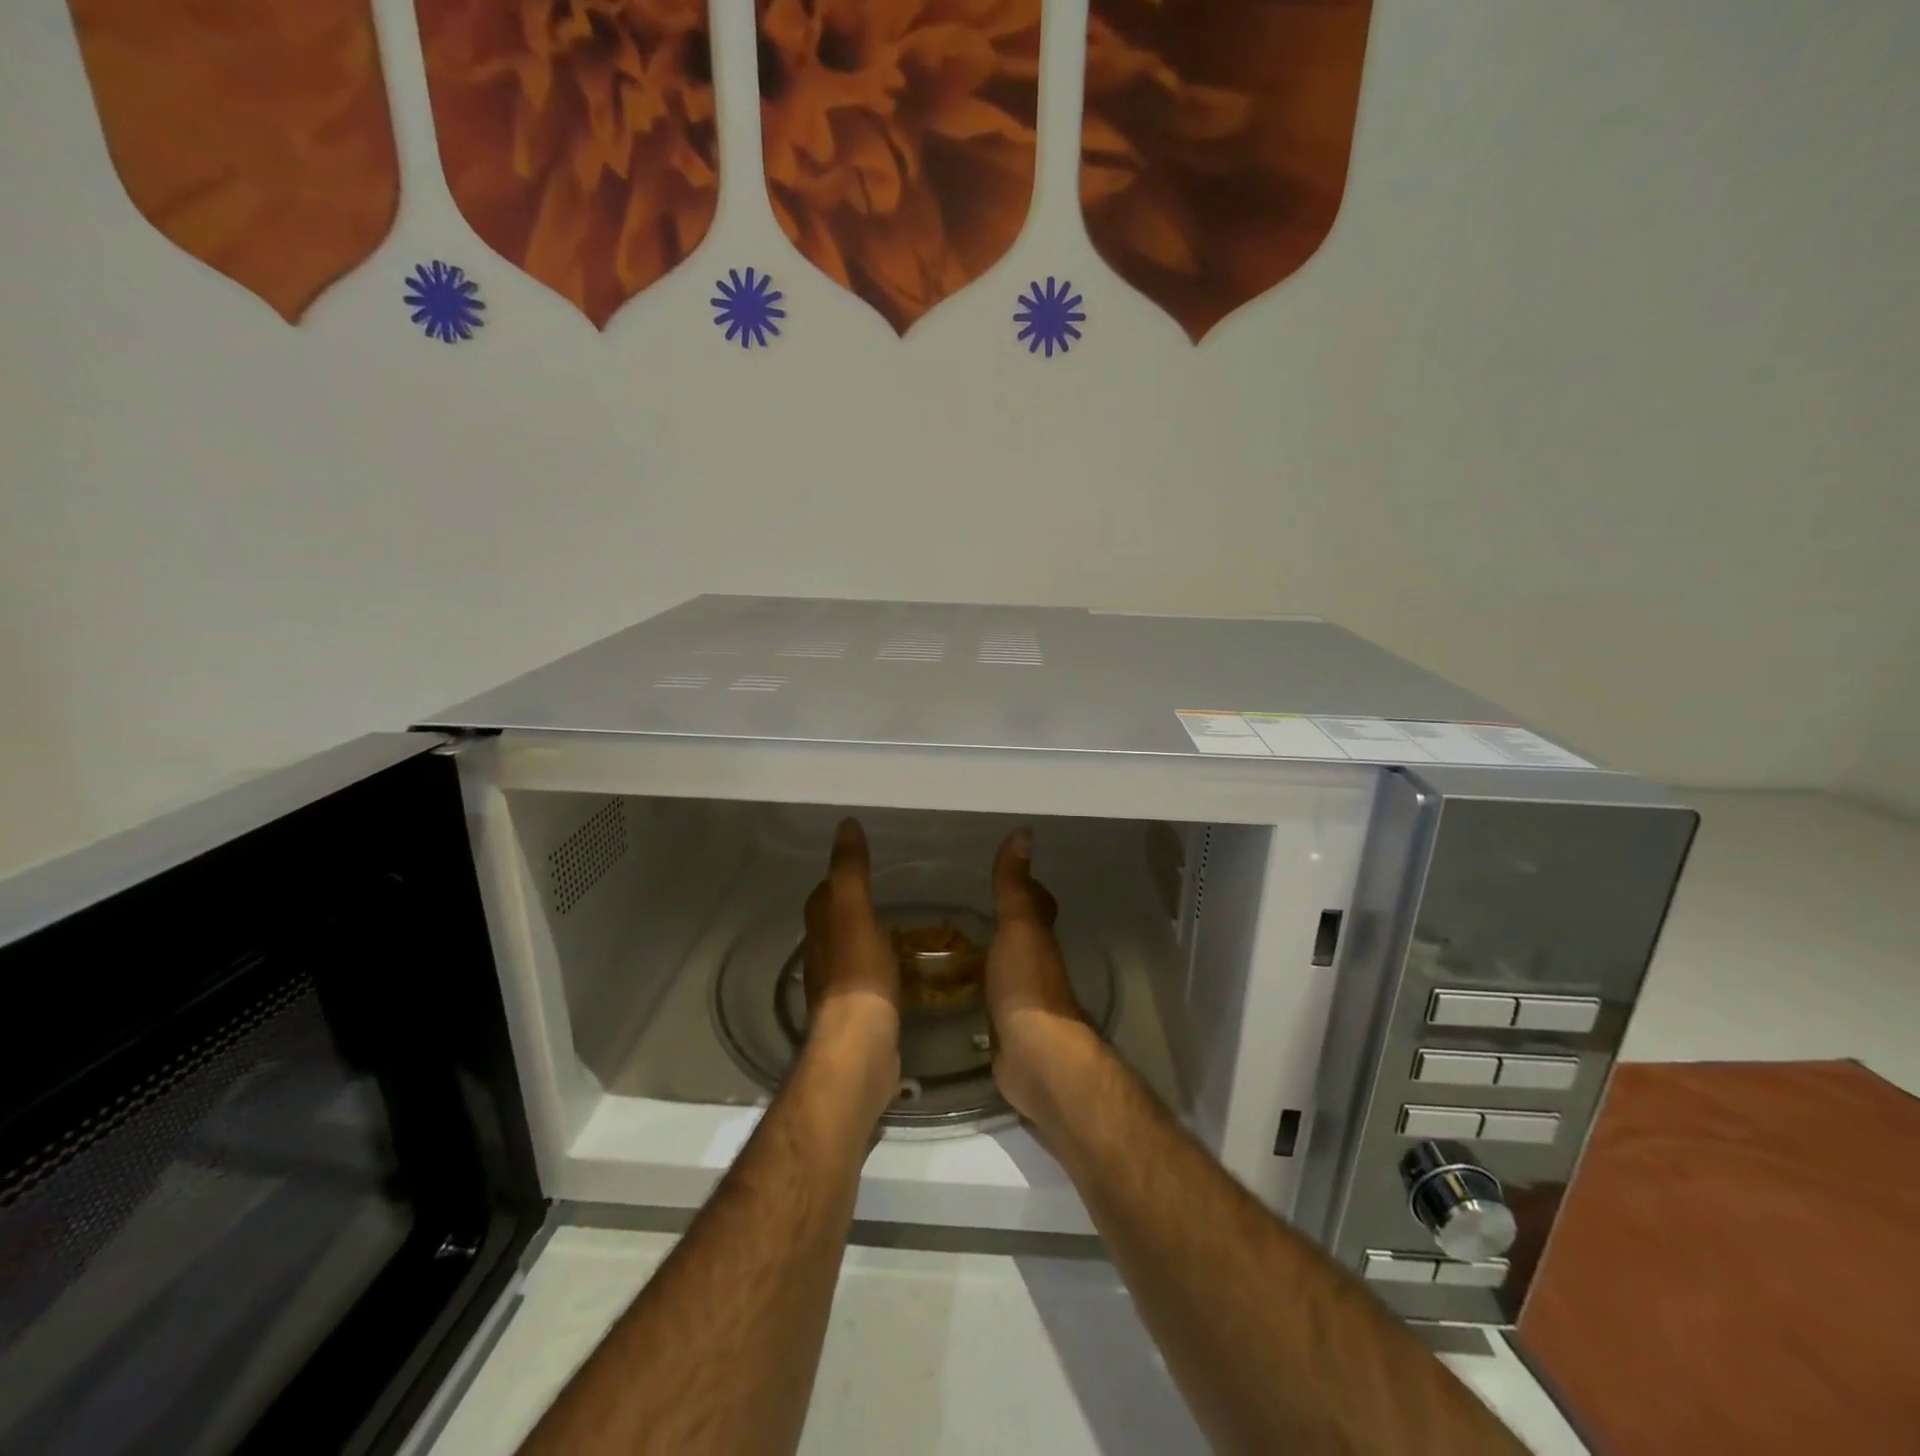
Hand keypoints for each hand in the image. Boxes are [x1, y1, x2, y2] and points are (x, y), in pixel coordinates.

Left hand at [800, 819, 901, 1120]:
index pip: (823, 896)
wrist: (860, 1046)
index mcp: (820, 930)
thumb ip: (850, 871)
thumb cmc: (859, 974)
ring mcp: (837, 989)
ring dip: (862, 938)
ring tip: (891, 928)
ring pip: (847, 952)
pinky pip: (865, 980)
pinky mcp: (855, 1015)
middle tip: (880, 893)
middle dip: (848, 908)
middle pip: (831, 924)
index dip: (837, 879)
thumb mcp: (855, 912)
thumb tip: (846, 825)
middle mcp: (822, 957)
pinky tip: (896, 970)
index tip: (859, 864)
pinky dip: (876, 967)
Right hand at [985, 829, 1102, 1122]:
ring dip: (990, 957)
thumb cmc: (1026, 984)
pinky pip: (992, 1002)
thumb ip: (1014, 885)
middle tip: (968, 909)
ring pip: (1008, 968)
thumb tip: (1024, 832)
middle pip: (1025, 936)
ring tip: (954, 946)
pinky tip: (958, 992)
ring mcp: (1024, 1001)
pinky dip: (980, 992)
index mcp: (1039, 939)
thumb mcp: (1018, 926)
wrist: (1036, 1057)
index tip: (1007, 872)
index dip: (1028, 887)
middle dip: (1006, 922)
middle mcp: (1037, 966)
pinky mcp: (1008, 1031)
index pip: (1039, 903)